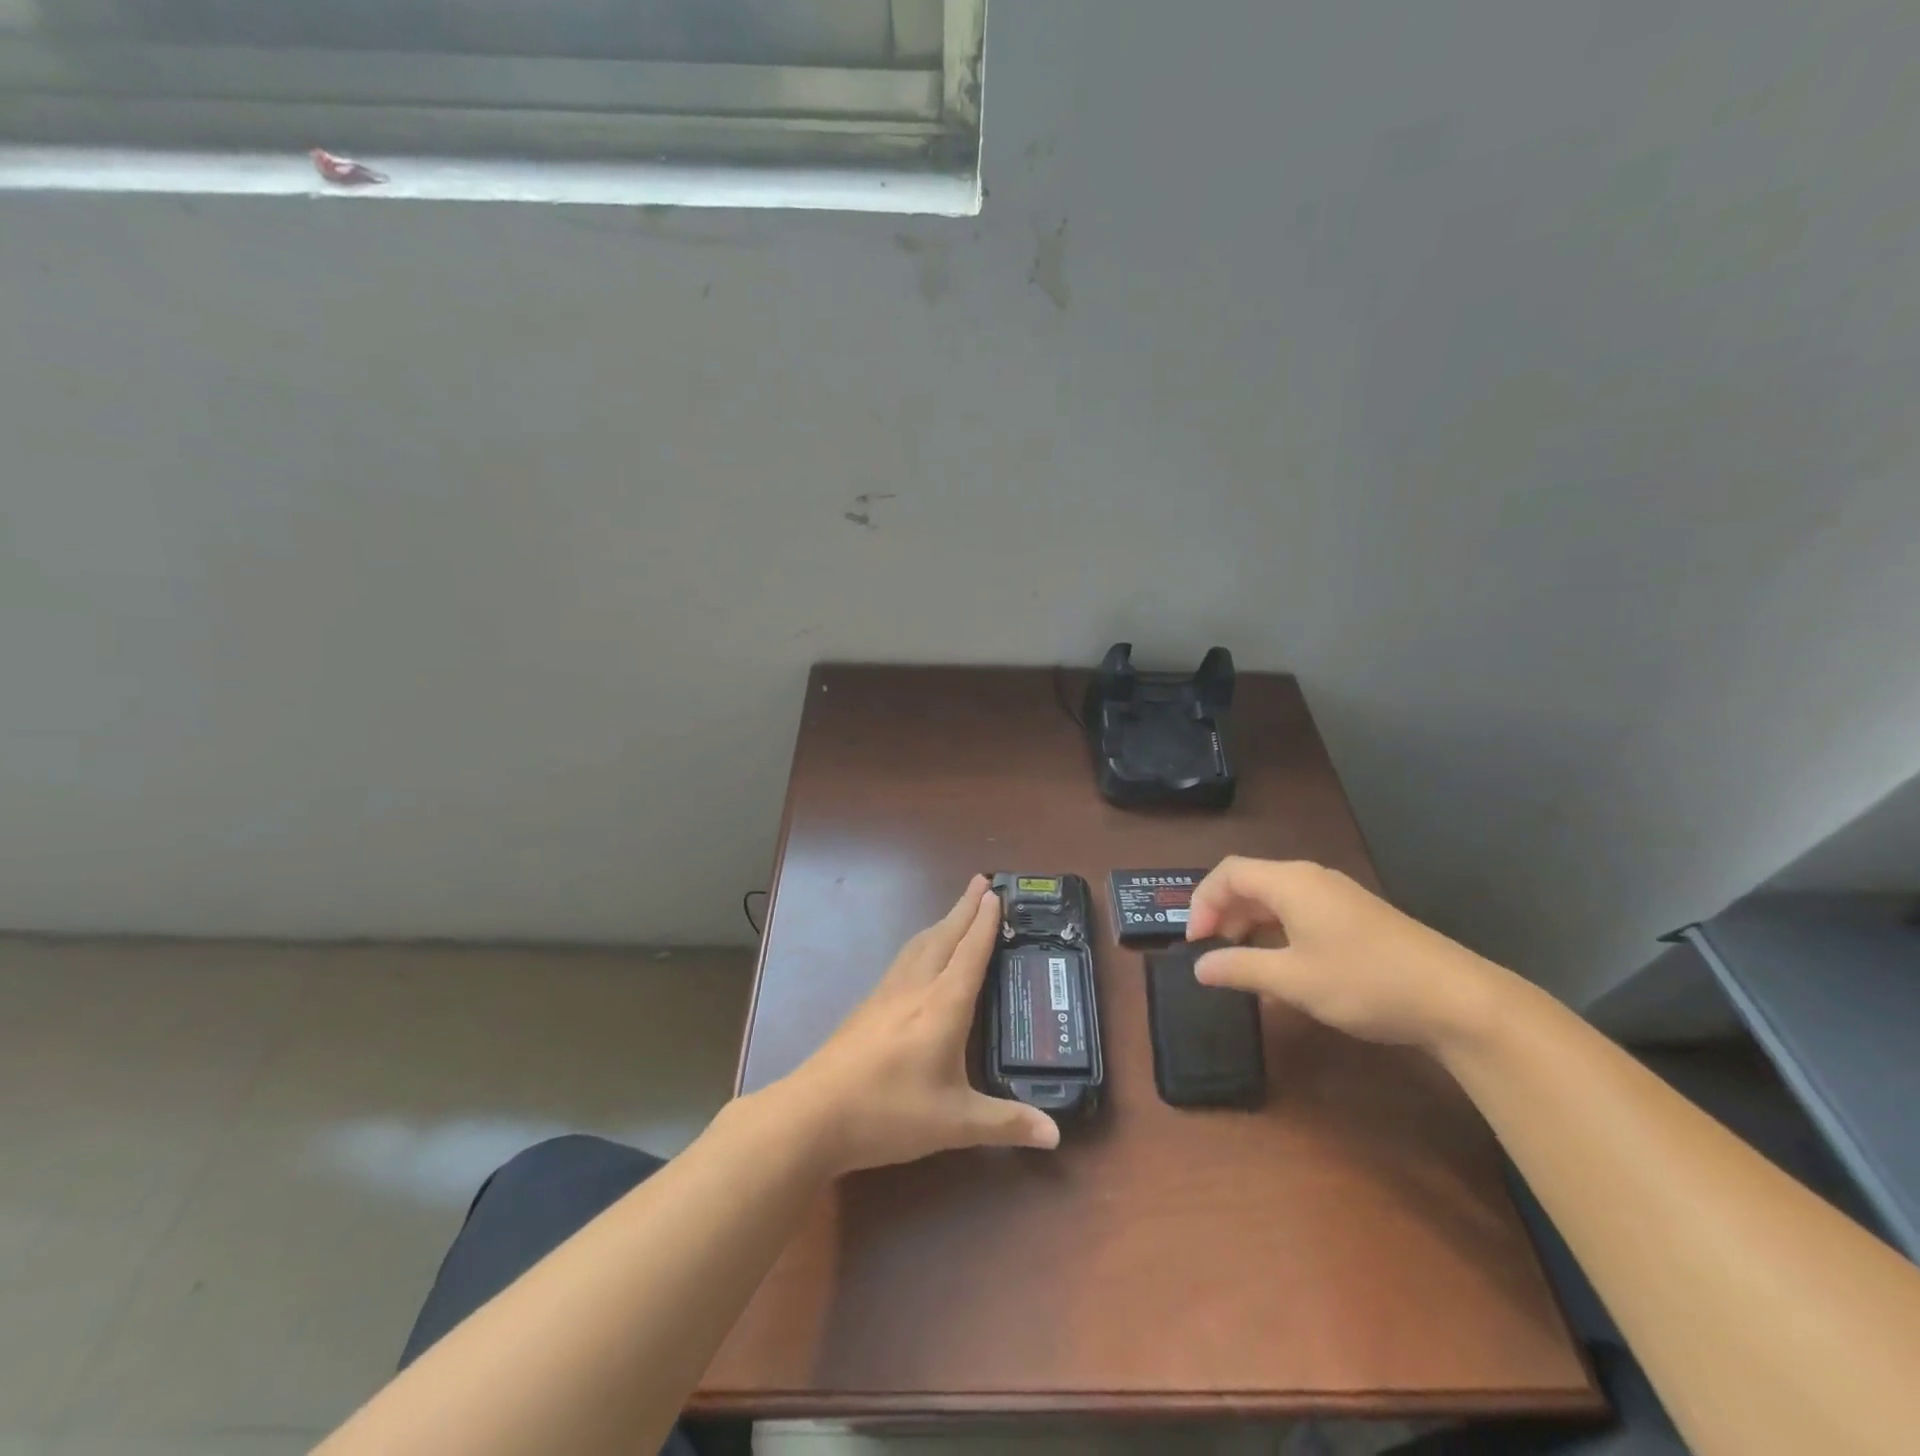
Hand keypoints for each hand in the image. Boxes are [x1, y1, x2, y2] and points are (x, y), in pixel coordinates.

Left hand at [776, 876, 1060, 1174]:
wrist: (813, 1115)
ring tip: (957, 911)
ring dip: (942, 922)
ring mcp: (887, 994)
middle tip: (983, 882)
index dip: (986, 923)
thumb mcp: (955, 1123)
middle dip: (965, 907)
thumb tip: (1056, 1135)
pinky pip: (903, 959)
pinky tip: (919, 956)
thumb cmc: (889, 1113)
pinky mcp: (868, 1006)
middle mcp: (916, 988)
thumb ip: (1006, 1123)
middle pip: (944, 936)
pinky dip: (922, 943)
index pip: (970, 953)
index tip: (998, 893)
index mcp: (943, 1005)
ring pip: (920, 944)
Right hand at [1185, 857, 1509, 1050]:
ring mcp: (1337, 896)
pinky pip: (1300, 912)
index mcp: (1290, 883)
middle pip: (1250, 882)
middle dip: (1223, 914)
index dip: (1202, 904)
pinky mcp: (1356, 916)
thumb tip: (1199, 966)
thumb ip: (1239, 968)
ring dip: (1249, 925)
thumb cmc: (1364, 982)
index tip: (1195, 945)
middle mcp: (1310, 879)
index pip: (1227, 874)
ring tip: (1241, 963)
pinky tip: (1281, 967)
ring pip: (1275, 898)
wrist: (1457, 999)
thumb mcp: (1293, 980)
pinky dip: (1276, 932)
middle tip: (1212, 955)